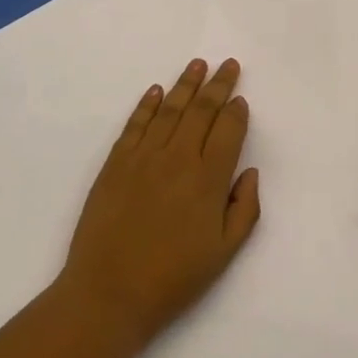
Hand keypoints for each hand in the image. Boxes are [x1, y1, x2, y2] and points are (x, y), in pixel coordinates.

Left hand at [59, 58, 260, 349]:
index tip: (241, 99)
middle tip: (227, 64)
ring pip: (169, 110)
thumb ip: (245, 209)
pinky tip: (156, 91)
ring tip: (198, 64)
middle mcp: (178, 158)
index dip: (236, 111)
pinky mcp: (116, 163)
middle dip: (218, 85)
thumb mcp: (224, 253)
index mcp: (208, 180)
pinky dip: (147, 105)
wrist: (109, 293)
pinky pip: (136, 124)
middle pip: (201, 111)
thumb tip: (248, 172)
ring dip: (185, 84)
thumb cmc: (173, 278)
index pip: (228, 131)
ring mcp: (144, 157)